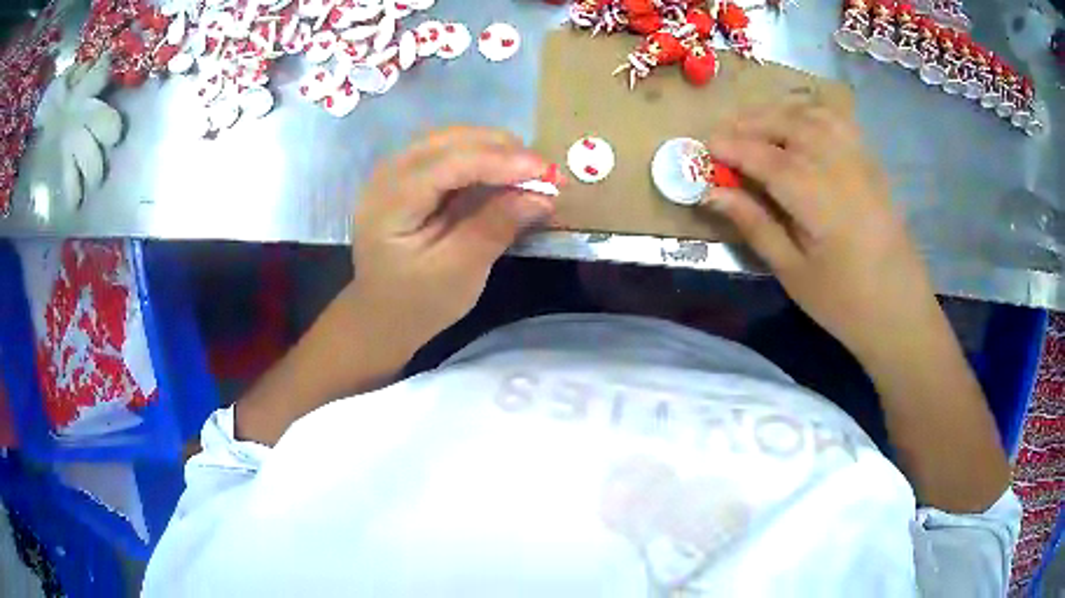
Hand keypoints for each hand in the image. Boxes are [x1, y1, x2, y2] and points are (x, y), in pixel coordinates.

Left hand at [352, 126, 553, 345]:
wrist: (380, 315)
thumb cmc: (415, 303)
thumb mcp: (458, 273)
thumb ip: (495, 228)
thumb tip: (542, 196)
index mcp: (390, 202)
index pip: (448, 162)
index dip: (501, 161)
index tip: (548, 173)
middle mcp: (388, 174)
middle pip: (451, 141)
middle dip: (503, 150)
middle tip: (547, 174)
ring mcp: (397, 171)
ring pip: (453, 141)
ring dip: (496, 151)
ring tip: (532, 175)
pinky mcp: (410, 176)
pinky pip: (451, 153)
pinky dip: (484, 160)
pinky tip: (506, 175)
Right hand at [701, 103, 938, 359]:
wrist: (900, 310)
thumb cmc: (843, 302)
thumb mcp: (792, 272)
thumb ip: (754, 224)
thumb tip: (712, 192)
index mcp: (817, 197)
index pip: (766, 157)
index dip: (732, 147)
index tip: (705, 147)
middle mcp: (839, 166)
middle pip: (788, 124)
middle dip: (750, 123)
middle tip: (724, 135)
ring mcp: (860, 160)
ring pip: (813, 115)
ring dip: (779, 113)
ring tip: (756, 127)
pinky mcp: (871, 163)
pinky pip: (837, 121)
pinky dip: (810, 113)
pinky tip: (798, 126)